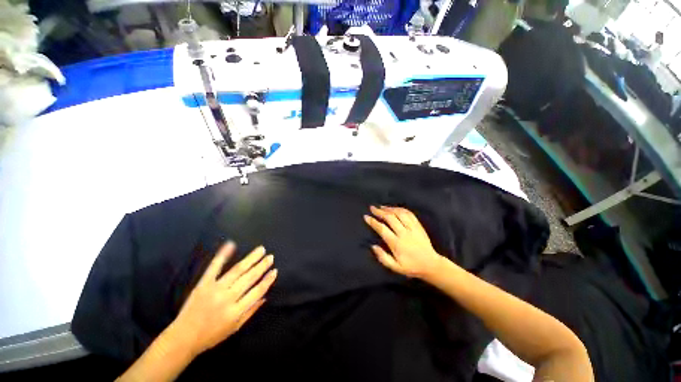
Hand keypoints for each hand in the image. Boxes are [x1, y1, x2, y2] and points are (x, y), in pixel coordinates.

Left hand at [170, 242, 276, 355]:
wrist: (183, 337)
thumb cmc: (211, 335)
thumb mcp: (235, 328)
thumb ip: (251, 311)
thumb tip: (265, 296)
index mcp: (236, 311)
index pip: (257, 291)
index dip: (267, 280)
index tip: (275, 271)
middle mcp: (227, 298)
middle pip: (249, 278)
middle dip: (262, 266)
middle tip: (271, 257)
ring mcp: (215, 289)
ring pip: (237, 270)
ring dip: (251, 259)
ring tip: (261, 250)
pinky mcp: (203, 284)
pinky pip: (214, 267)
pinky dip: (223, 255)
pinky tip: (231, 244)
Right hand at [364, 206, 443, 278]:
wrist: (431, 265)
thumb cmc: (411, 266)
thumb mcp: (395, 267)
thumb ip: (383, 257)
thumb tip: (373, 246)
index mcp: (397, 243)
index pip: (382, 229)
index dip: (373, 222)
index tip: (366, 217)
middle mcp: (404, 233)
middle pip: (390, 218)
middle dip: (379, 212)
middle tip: (372, 208)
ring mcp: (412, 228)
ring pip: (399, 213)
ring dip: (389, 208)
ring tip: (381, 207)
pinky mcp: (418, 226)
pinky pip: (409, 214)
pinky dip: (400, 209)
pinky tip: (394, 208)